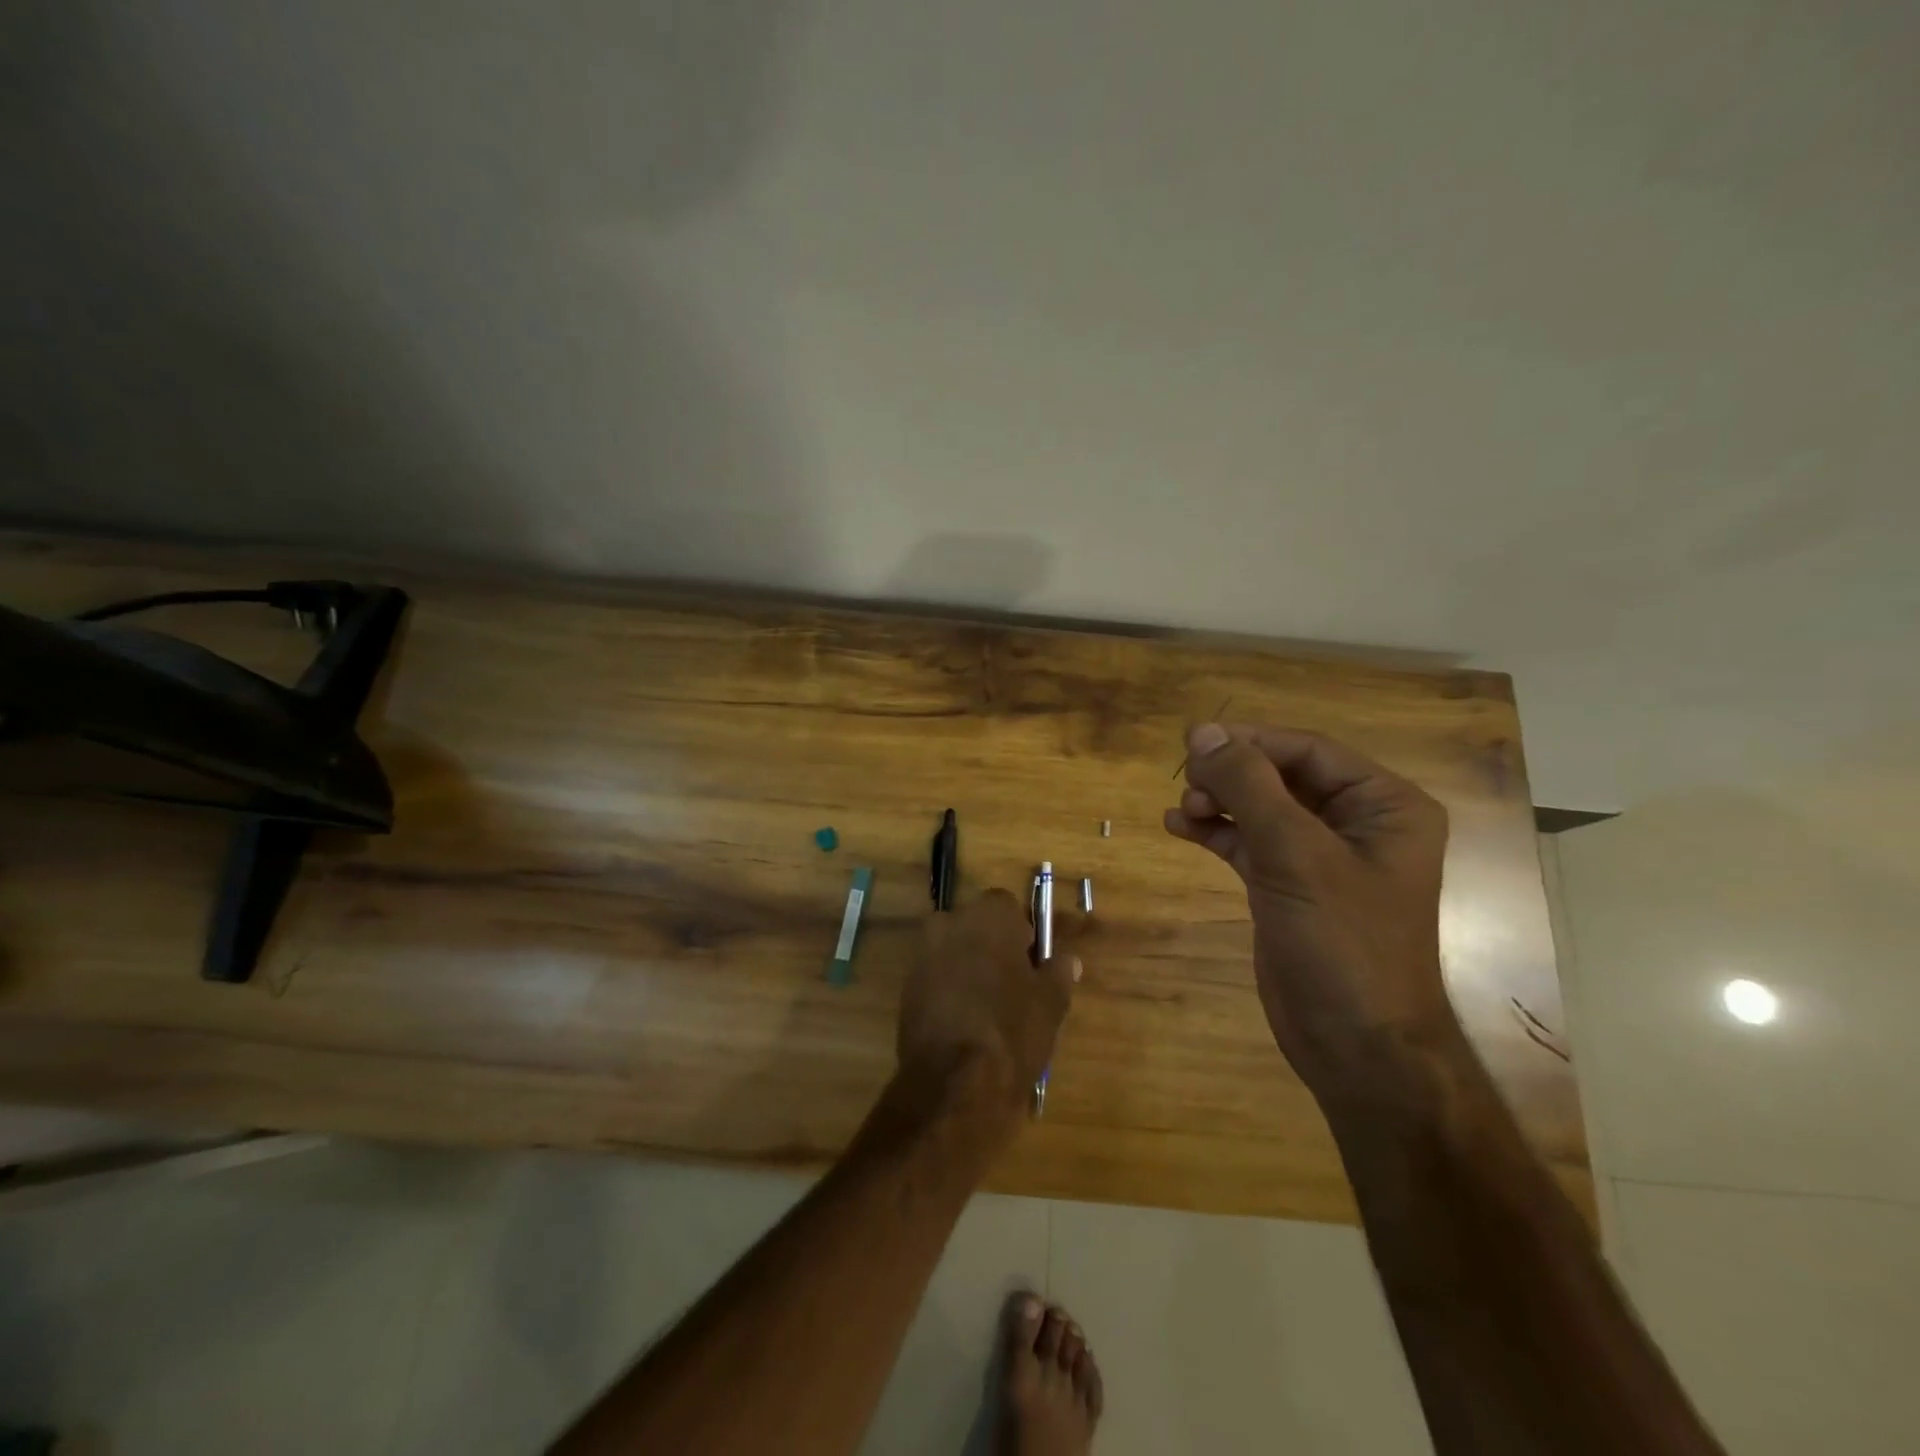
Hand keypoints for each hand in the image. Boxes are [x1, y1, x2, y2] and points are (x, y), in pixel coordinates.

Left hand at [897, 889, 1080, 1124]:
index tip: (1030, 961)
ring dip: (966, 969)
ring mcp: (922, 955)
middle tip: (1010, 985)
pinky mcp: (905, 988)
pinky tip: (963, 1025)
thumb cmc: (1013, 1029)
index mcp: (988, 916)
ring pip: (951, 952)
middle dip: (989, 947)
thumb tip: (1067, 960)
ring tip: (987, 1009)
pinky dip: (947, 993)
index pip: (1007, 907)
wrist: (955, 1080)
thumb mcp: (1051, 1003)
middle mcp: (950, 923)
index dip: (1021, 932)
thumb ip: (1058, 973)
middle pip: (975, 927)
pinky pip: (934, 979)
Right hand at [1163, 723, 1456, 1104]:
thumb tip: (1203, 732)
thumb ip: (1249, 787)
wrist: (1355, 1045)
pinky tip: (1180, 827)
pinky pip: (1249, 841)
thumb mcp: (1295, 854)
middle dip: (1232, 776)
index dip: (1250, 741)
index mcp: (1384, 805)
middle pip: (1281, 775)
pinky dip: (1216, 831)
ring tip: (1184, 810)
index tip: (1193, 741)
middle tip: (1187, 784)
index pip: (1308, 750)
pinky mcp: (1289, 885)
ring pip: (1261, 807)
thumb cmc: (1342, 942)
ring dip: (1219, 802)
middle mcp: (1357, 822)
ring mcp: (1321, 856)